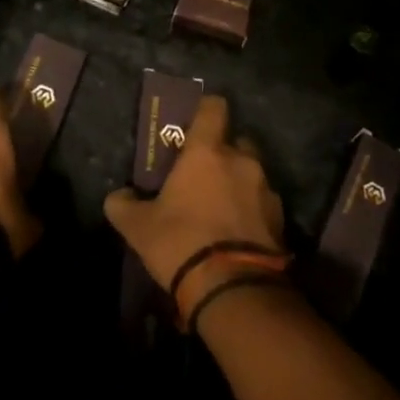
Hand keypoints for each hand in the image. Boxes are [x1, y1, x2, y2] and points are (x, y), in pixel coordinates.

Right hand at [104, 95, 285, 313]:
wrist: (234, 291)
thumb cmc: (181, 242)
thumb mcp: (138, 226)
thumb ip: (123, 205)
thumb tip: (118, 196)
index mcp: (207, 152)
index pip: (214, 108)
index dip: (205, 109)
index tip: (194, 121)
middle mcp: (241, 161)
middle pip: (237, 141)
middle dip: (223, 152)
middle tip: (203, 172)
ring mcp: (266, 190)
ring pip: (252, 173)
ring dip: (238, 182)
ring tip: (220, 207)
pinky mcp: (281, 220)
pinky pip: (263, 203)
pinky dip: (251, 210)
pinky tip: (236, 232)